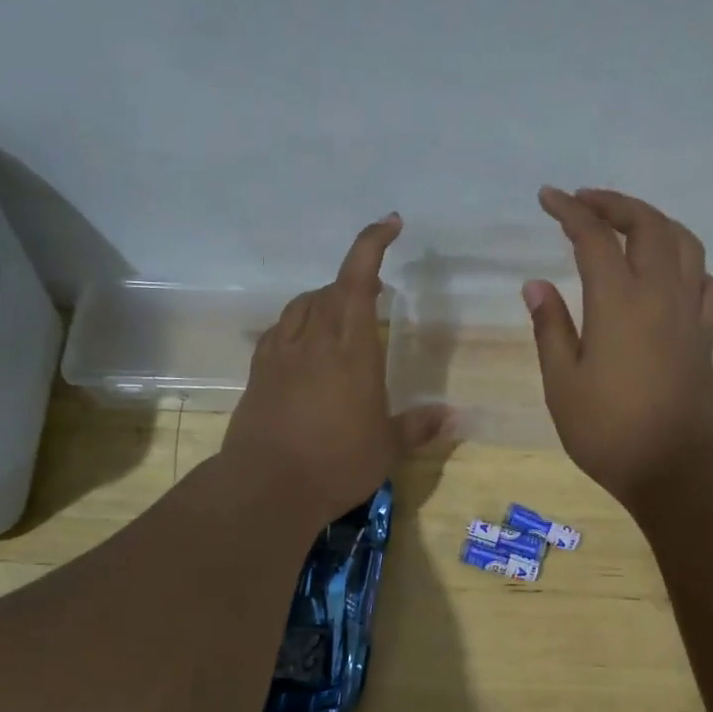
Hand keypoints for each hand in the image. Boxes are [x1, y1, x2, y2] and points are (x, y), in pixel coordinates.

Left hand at [223, 213, 450, 523]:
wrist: (265, 487)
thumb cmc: (336, 463)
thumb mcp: (386, 448)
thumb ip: (419, 426)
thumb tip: (454, 416)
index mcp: (350, 348)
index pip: (358, 280)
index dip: (372, 244)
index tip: (390, 224)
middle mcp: (313, 340)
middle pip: (329, 290)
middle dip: (354, 280)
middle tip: (378, 294)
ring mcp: (280, 355)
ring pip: (301, 307)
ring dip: (324, 301)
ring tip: (341, 318)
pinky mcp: (258, 373)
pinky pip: (279, 333)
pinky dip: (297, 326)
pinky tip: (305, 347)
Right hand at [524, 187, 712, 506]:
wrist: (680, 469)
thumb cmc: (610, 432)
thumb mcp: (563, 384)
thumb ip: (550, 329)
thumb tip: (535, 285)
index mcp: (619, 302)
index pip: (594, 237)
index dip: (570, 211)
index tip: (548, 197)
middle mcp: (661, 294)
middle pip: (648, 226)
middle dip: (615, 204)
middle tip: (585, 202)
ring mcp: (690, 313)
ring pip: (684, 244)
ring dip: (655, 222)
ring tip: (629, 224)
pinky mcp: (706, 336)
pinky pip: (705, 282)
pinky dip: (687, 264)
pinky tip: (672, 274)